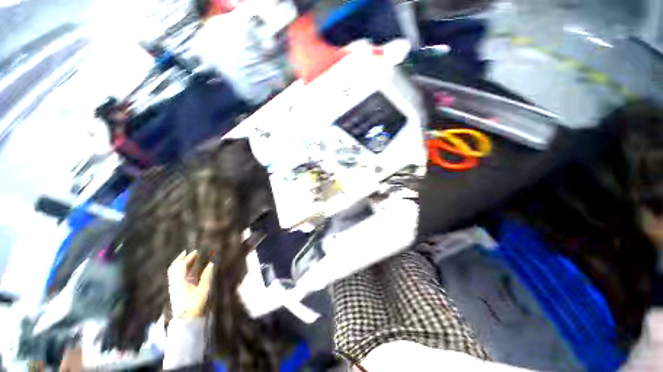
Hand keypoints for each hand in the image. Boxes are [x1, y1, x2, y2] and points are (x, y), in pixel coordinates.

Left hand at [167, 250, 213, 318]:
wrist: (186, 319)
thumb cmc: (196, 304)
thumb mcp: (204, 290)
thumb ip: (207, 276)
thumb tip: (211, 263)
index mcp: (181, 282)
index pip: (183, 266)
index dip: (189, 257)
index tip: (197, 251)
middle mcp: (175, 282)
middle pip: (175, 267)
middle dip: (183, 258)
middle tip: (192, 252)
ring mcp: (174, 286)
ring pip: (174, 271)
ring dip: (181, 263)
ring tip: (189, 258)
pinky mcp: (175, 290)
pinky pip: (175, 276)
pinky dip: (180, 269)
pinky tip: (187, 269)